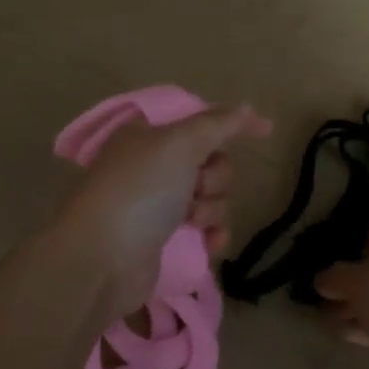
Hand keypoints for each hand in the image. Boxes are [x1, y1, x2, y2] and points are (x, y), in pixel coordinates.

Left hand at [56, 103, 271, 315]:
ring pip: (211, 197)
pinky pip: (205, 229)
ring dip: (212, 208)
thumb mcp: (179, 144)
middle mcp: (152, 166)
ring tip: (192, 221)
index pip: (200, 121)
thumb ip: (217, 124)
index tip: (266, 131)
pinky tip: (211, 243)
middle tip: (196, 187)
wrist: (102, 259)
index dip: (231, 125)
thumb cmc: (139, 191)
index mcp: (149, 135)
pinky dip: (212, 234)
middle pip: (211, 161)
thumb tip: (248, 109)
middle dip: (215, 178)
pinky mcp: (164, 240)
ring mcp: (157, 205)